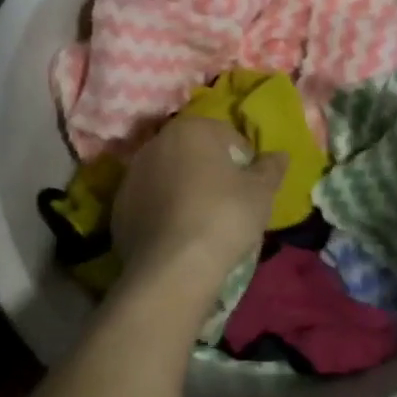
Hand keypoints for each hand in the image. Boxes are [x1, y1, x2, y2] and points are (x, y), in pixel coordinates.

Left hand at [112, 117, 285, 297]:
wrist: (173, 267)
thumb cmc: (223, 217)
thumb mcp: (261, 192)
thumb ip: (271, 168)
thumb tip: (279, 155)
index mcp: (191, 129)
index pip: (227, 137)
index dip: (244, 161)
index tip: (251, 188)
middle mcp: (156, 143)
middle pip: (193, 153)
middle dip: (209, 171)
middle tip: (228, 204)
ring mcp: (132, 175)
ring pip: (168, 176)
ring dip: (183, 190)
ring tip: (201, 223)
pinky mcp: (117, 207)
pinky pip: (149, 202)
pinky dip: (162, 212)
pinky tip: (177, 236)